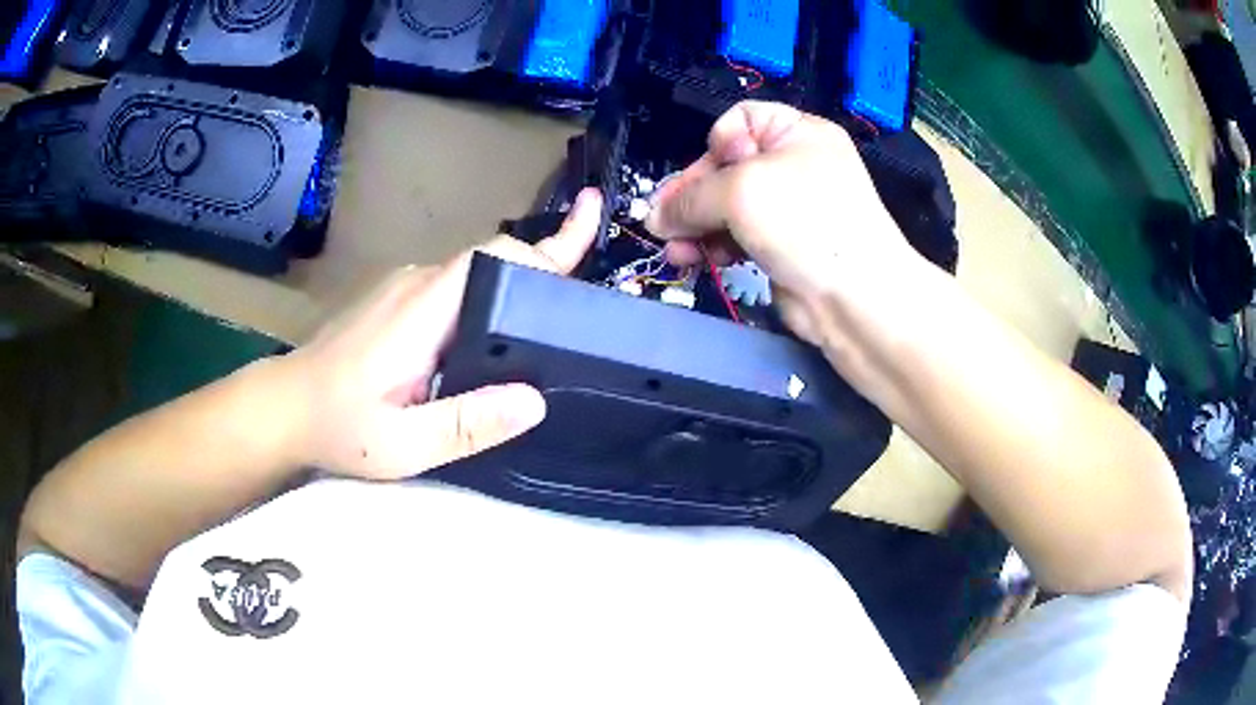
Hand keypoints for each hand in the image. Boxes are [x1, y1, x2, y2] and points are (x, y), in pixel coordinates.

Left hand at [279, 189, 602, 479]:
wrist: (284, 407)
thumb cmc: (339, 427)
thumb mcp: (403, 444)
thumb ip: (466, 425)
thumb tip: (535, 401)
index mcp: (425, 308)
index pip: (496, 258)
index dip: (546, 250)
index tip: (587, 238)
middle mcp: (418, 283)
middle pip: (493, 260)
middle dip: (546, 262)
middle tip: (589, 285)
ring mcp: (404, 287)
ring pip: (474, 274)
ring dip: (516, 283)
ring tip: (556, 312)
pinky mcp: (396, 300)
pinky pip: (454, 287)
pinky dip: (487, 296)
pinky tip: (498, 328)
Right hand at [646, 101, 918, 346]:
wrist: (855, 298)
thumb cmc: (804, 223)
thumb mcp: (740, 192)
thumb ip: (689, 198)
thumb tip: (653, 217)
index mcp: (796, 133)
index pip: (741, 120)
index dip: (716, 143)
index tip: (705, 175)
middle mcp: (793, 164)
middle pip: (726, 167)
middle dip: (693, 195)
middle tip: (663, 222)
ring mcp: (789, 208)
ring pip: (726, 206)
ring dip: (695, 226)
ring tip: (674, 250)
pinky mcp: (781, 246)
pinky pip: (736, 236)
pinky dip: (712, 245)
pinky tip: (692, 260)